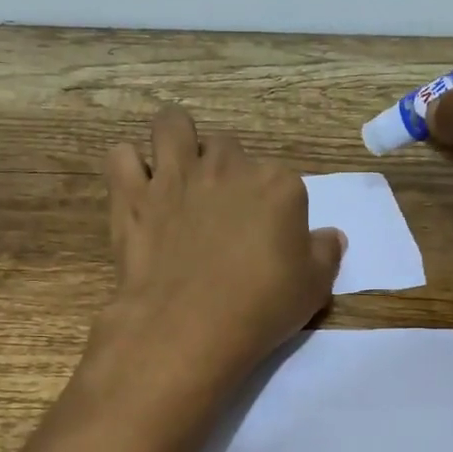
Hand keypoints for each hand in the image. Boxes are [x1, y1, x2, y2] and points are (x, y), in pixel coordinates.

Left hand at [93, 105, 345, 396]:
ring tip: (174, 174)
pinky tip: (136, 191)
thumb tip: (331, 236)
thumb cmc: (260, 307)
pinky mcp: (133, 194)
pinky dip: (127, 168)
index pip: (281, 180)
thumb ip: (325, 254)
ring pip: (171, 125)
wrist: (189, 326)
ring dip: (174, 142)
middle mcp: (226, 167)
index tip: (267, 237)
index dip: (273, 207)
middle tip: (219, 211)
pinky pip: (121, 156)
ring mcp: (175, 175)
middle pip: (227, 148)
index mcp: (277, 184)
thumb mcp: (313, 288)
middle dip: (224, 171)